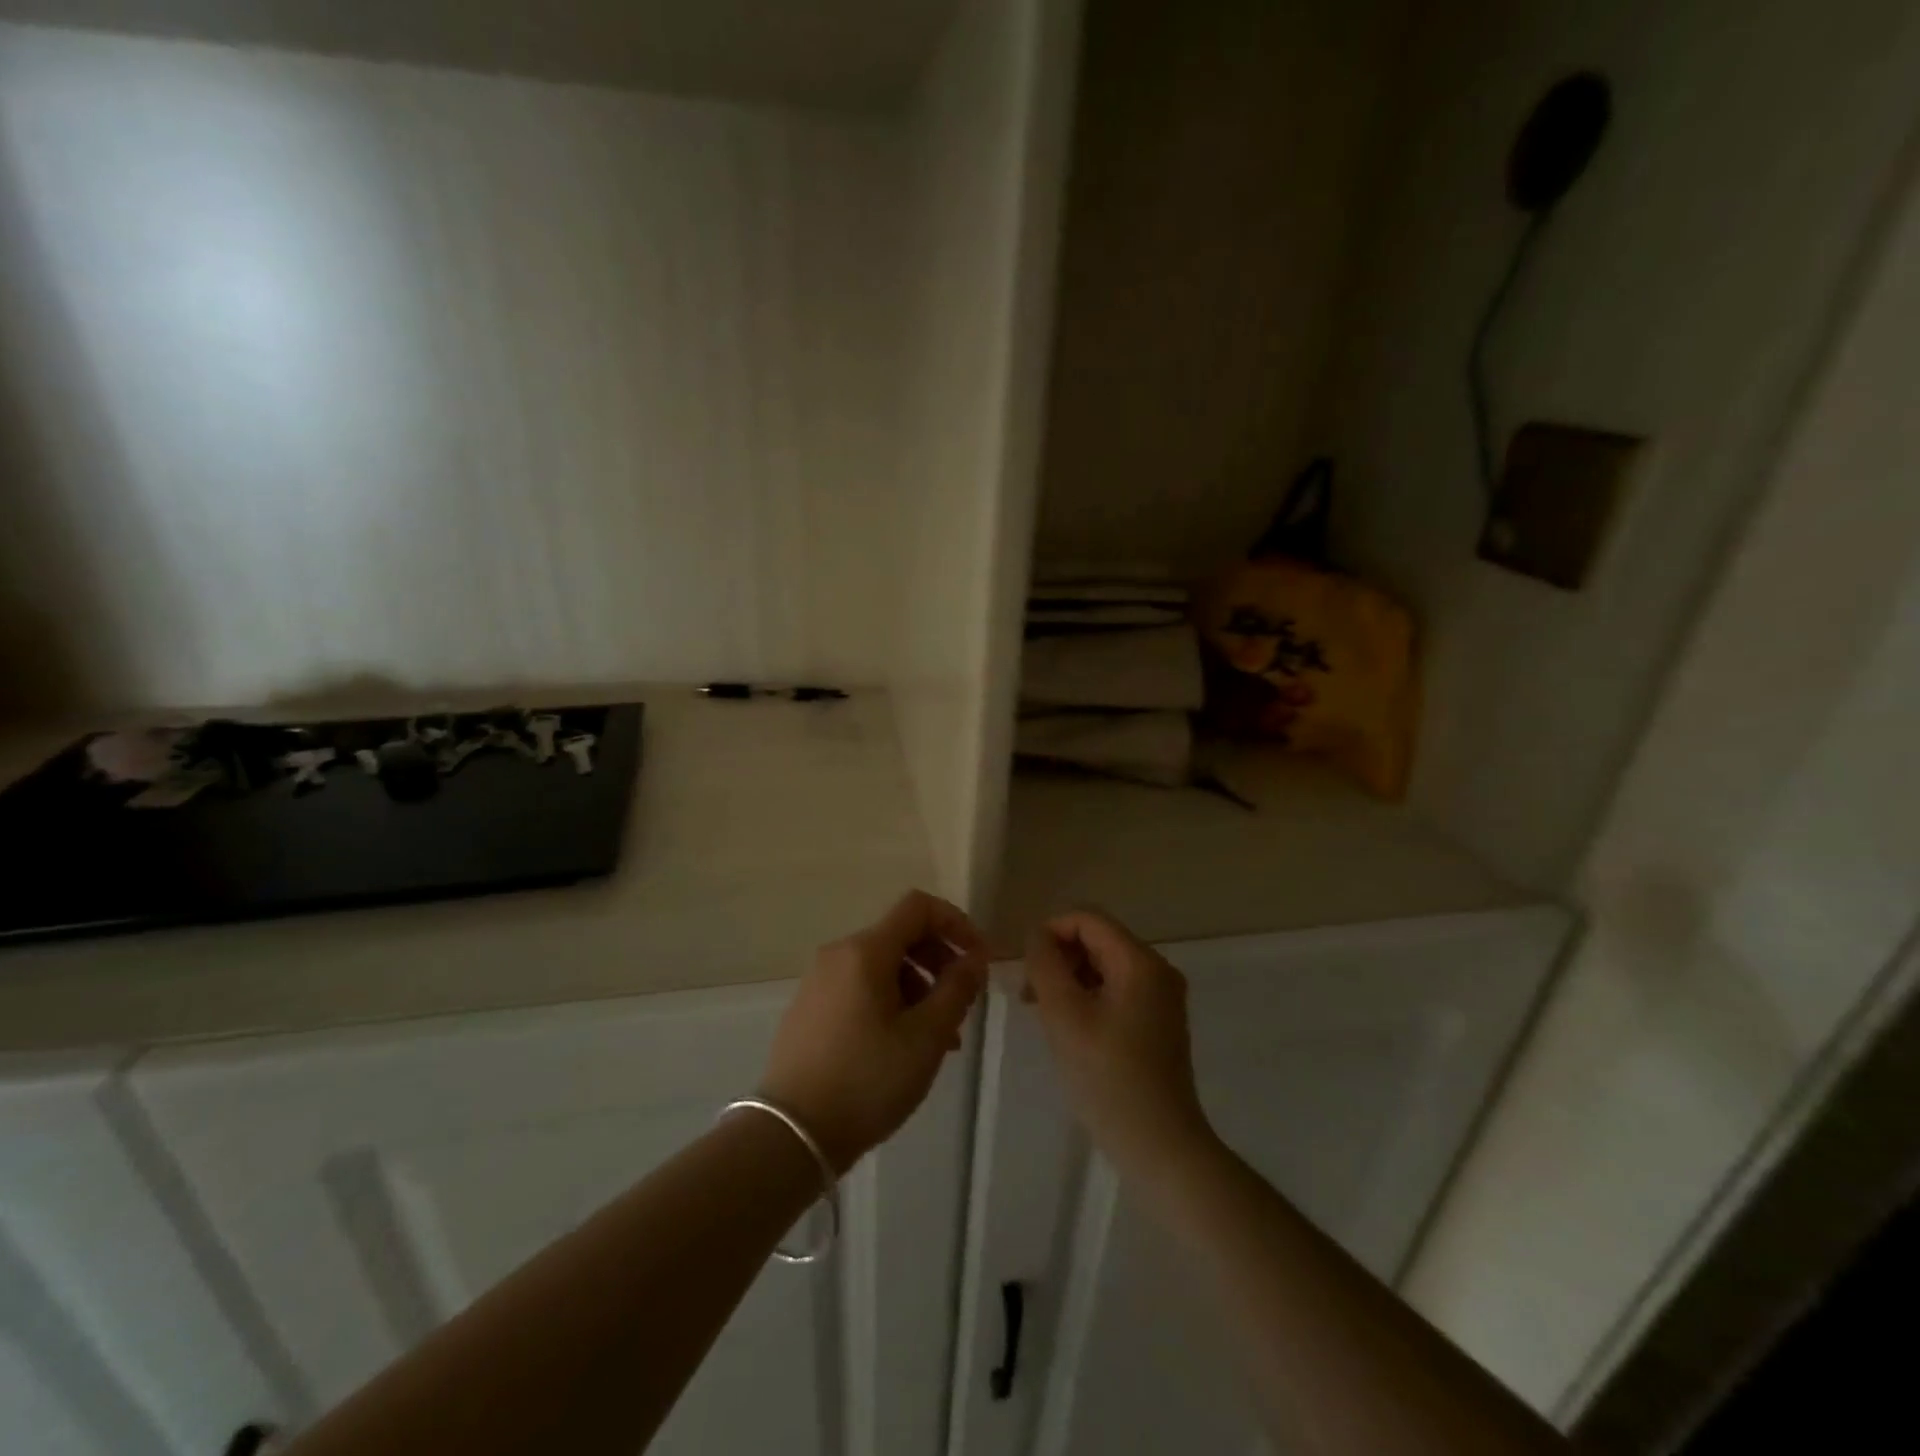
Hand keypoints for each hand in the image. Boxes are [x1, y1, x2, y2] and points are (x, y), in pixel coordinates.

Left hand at [759, 890, 986, 1172]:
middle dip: (939, 962)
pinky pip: (860, 988)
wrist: (790, 1135)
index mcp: (866, 950)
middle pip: (901, 936)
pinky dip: (891, 1003)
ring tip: (938, 1040)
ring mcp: (819, 982)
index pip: (918, 906)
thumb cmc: (867, 1080)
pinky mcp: (809, 1009)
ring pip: (882, 967)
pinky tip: (902, 1048)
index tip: (978, 960)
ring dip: (918, 989)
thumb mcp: (926, 1037)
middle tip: (961, 1005)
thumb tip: (974, 958)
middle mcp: (838, 954)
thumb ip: (957, 989)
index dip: (956, 923)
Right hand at [1024, 910, 1214, 1178]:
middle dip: (1059, 958)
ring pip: (1104, 966)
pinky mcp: (1157, 1022)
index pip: (1088, 919)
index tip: (1025, 968)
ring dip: (1069, 979)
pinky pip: (1115, 990)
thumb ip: (1045, 964)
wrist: (1160, 1146)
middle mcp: (1157, 970)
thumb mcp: (1064, 1015)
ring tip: (1042, 1013)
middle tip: (1029, 995)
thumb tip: (1037, 935)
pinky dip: (1087, 997)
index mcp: (1140, 961)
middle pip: (1097, 939)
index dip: (1050, 932)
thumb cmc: (1108, 1078)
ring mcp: (1161, 997)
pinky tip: (1068, 1027)